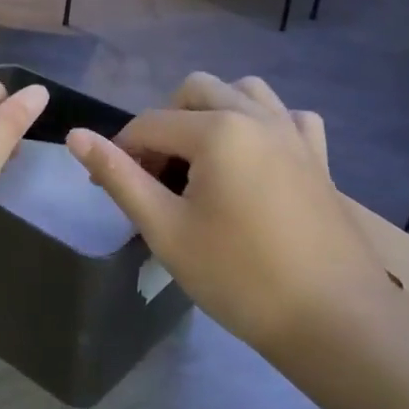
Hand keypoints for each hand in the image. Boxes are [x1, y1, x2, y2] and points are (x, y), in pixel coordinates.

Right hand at [65, 73, 394, 354]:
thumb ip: (120, 177)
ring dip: (213, 112)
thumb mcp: (166, 229)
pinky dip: (262, 124)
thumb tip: (76, 136)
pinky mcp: (318, 155)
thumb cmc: (238, 277)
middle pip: (194, 91)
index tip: (108, 188)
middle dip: (165, 125)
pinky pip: (286, 116)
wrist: (332, 317)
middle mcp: (256, 115)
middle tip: (157, 176)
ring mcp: (294, 131)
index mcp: (217, 130)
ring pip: (243, 91)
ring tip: (202, 162)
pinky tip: (254, 160)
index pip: (150, 124)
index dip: (121, 152)